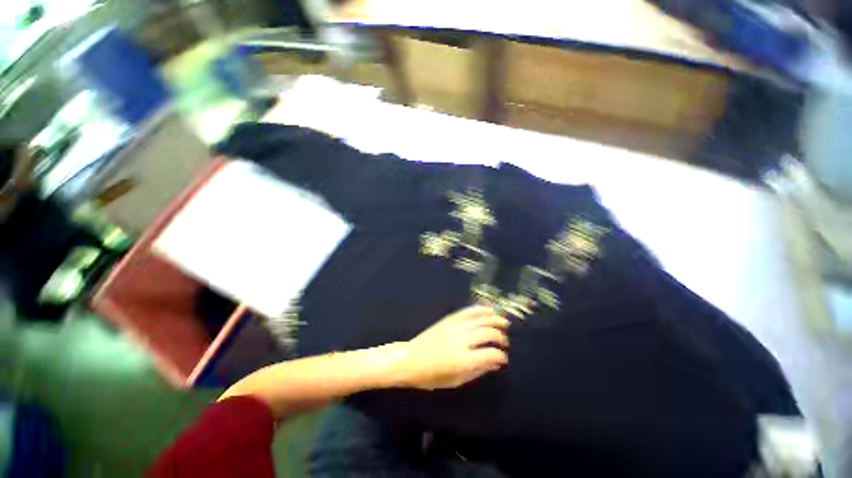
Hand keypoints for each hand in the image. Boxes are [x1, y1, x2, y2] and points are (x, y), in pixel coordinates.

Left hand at [397, 306, 509, 389]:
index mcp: (463, 360)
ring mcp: (455, 327)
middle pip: (488, 334)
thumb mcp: (456, 380)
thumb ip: (478, 371)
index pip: (490, 354)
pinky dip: (480, 309)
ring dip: (495, 319)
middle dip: (500, 338)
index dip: (501, 356)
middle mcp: (461, 340)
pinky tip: (489, 310)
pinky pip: (467, 311)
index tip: (503, 358)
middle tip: (504, 342)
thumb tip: (495, 363)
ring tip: (504, 323)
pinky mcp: (449, 319)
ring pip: (480, 319)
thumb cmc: (432, 375)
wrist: (410, 359)